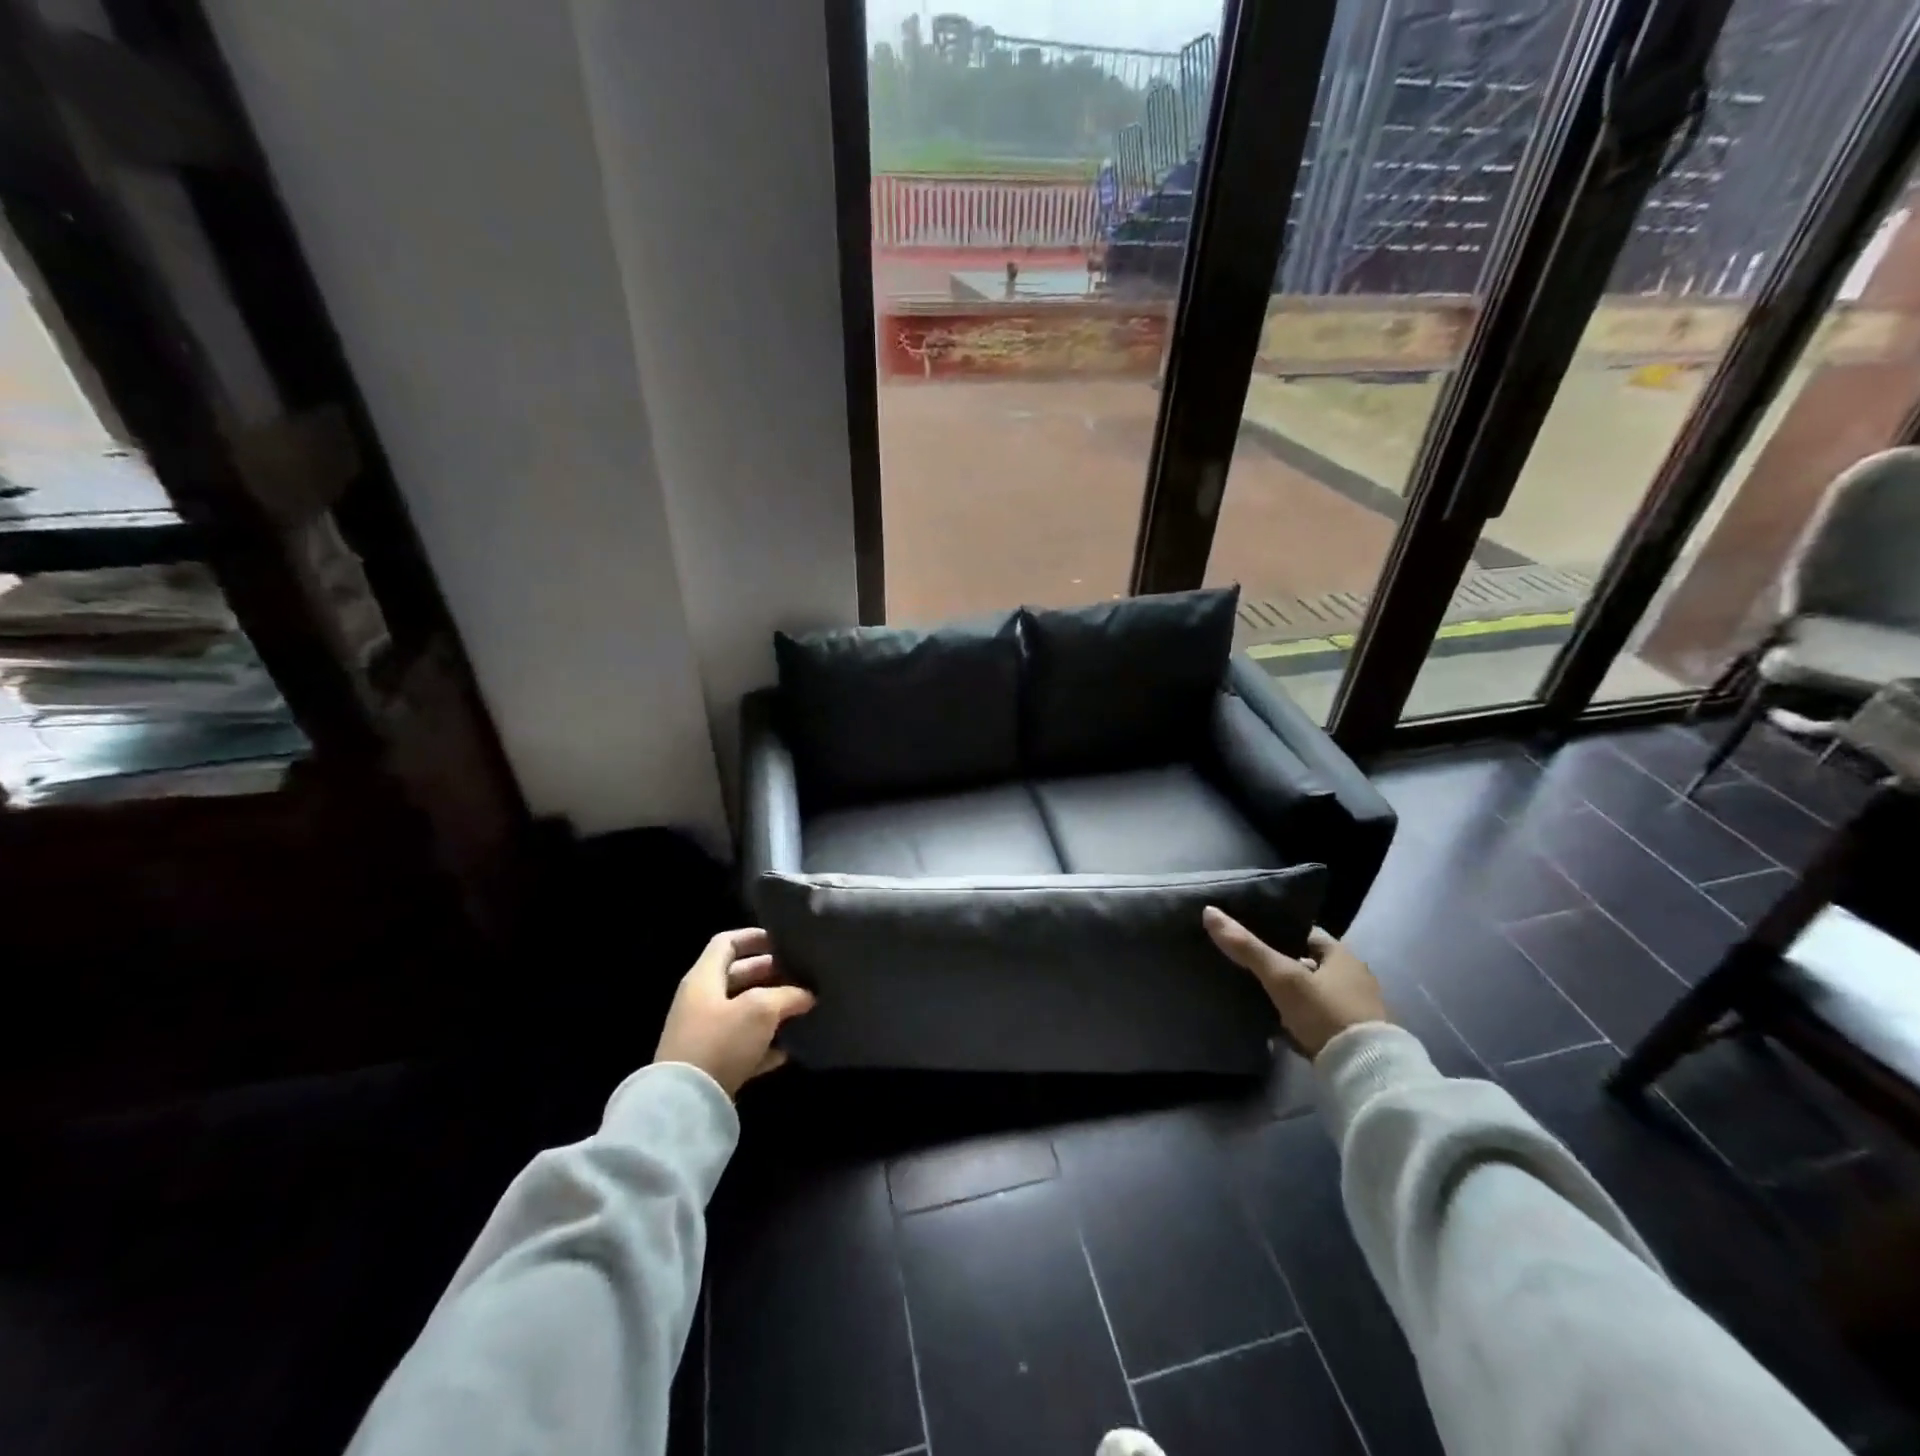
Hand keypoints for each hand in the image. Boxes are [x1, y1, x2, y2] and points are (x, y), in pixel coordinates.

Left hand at [653, 928, 815, 1097]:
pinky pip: (741, 1046)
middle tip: (800, 976)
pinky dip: (763, 1045)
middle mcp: (700, 1001)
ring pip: (742, 1012)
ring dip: (770, 1010)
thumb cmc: (721, 1040)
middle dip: (770, 975)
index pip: (726, 943)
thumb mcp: (760, 1009)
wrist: (685, 1104)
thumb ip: (787, 995)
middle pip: (737, 977)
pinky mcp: (710, 1065)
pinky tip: (787, 1050)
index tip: (783, 941)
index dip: (754, 937)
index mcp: (704, 978)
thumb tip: (806, 995)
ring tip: (801, 1009)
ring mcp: (703, 1034)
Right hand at [1202, 909, 1387, 1059]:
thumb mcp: (1282, 977)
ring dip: (1288, 993)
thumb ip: (1247, 947)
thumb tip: (1209, 911)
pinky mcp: (1350, 1037)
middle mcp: (1353, 978)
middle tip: (1245, 964)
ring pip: (1311, 991)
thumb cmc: (1325, 1012)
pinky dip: (1297, 1018)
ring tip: (1253, 992)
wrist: (1365, 1072)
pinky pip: (1316, 1018)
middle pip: (1307, 962)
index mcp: (1343, 956)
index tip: (1249, 934)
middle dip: (1280, 964)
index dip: (1277, 931)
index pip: (1305, 933)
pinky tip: (1273, 1023)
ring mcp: (1354, 1009)